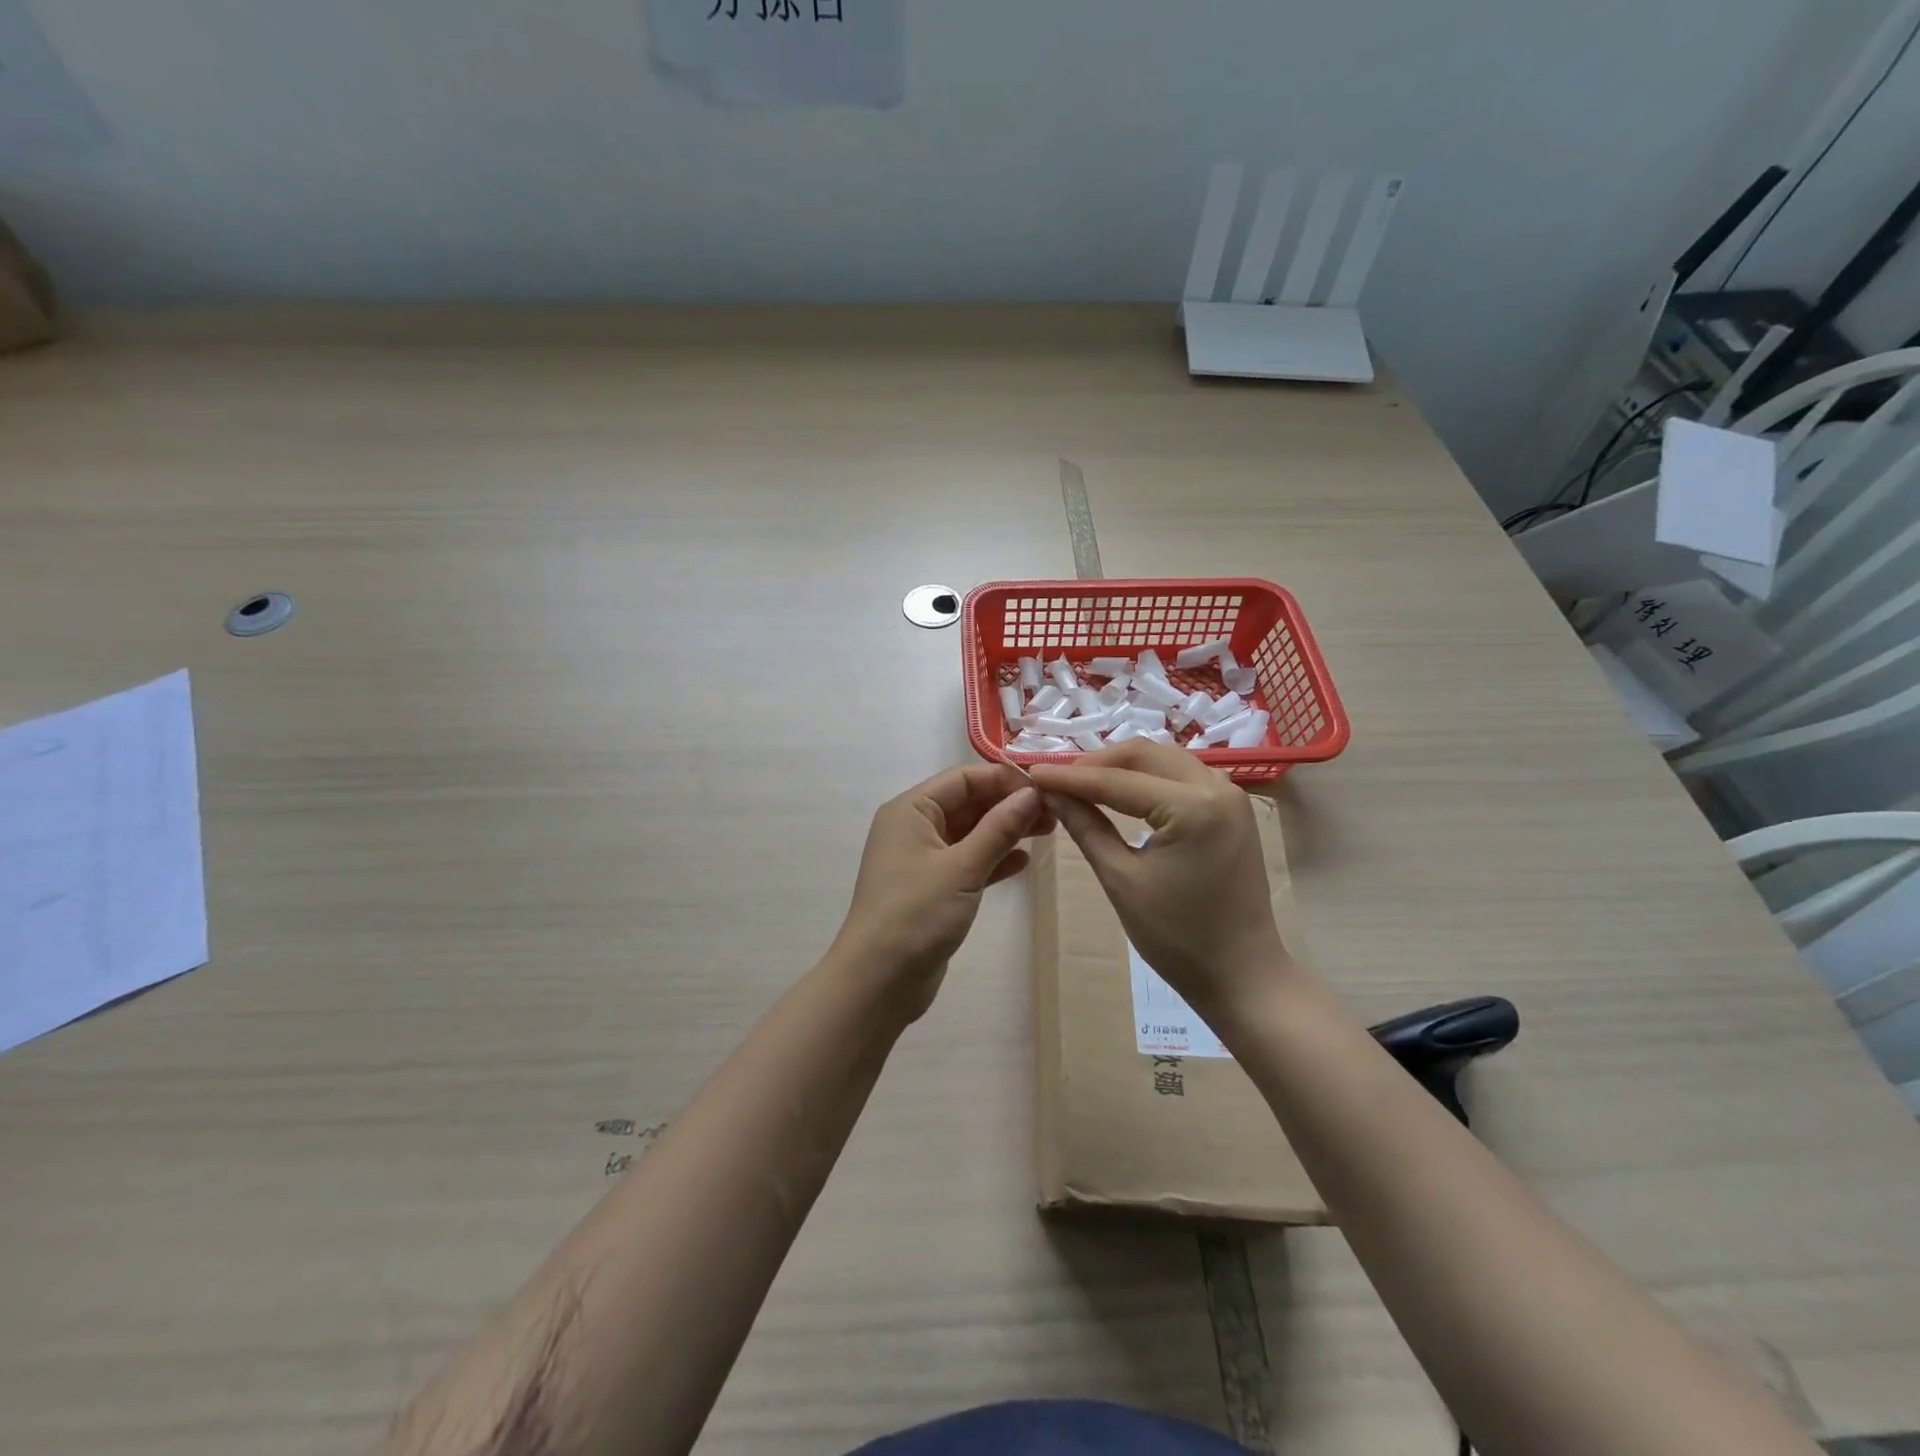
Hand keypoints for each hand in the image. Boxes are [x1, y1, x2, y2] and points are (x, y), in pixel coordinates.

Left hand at [833, 764, 1049, 1019]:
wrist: (879, 981)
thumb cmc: (916, 914)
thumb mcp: (962, 867)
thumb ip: (999, 828)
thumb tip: (1031, 794)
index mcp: (911, 810)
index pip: (962, 778)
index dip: (1003, 779)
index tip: (1045, 787)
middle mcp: (914, 828)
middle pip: (968, 803)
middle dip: (1008, 805)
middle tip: (1054, 812)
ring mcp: (922, 860)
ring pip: (970, 833)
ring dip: (1006, 831)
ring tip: (1049, 831)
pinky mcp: (932, 889)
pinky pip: (968, 862)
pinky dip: (993, 860)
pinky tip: (1024, 862)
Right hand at [1030, 741, 1288, 1016]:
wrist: (1241, 974)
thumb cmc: (1177, 937)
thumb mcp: (1121, 880)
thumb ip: (1085, 827)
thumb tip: (1051, 793)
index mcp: (1193, 808)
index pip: (1117, 781)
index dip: (1070, 777)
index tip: (1031, 773)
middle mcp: (1217, 787)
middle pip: (1144, 754)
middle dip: (1096, 762)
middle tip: (1057, 779)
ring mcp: (1230, 794)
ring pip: (1164, 759)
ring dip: (1121, 766)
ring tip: (1082, 783)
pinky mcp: (1232, 807)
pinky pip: (1181, 775)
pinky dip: (1147, 777)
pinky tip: (1120, 792)